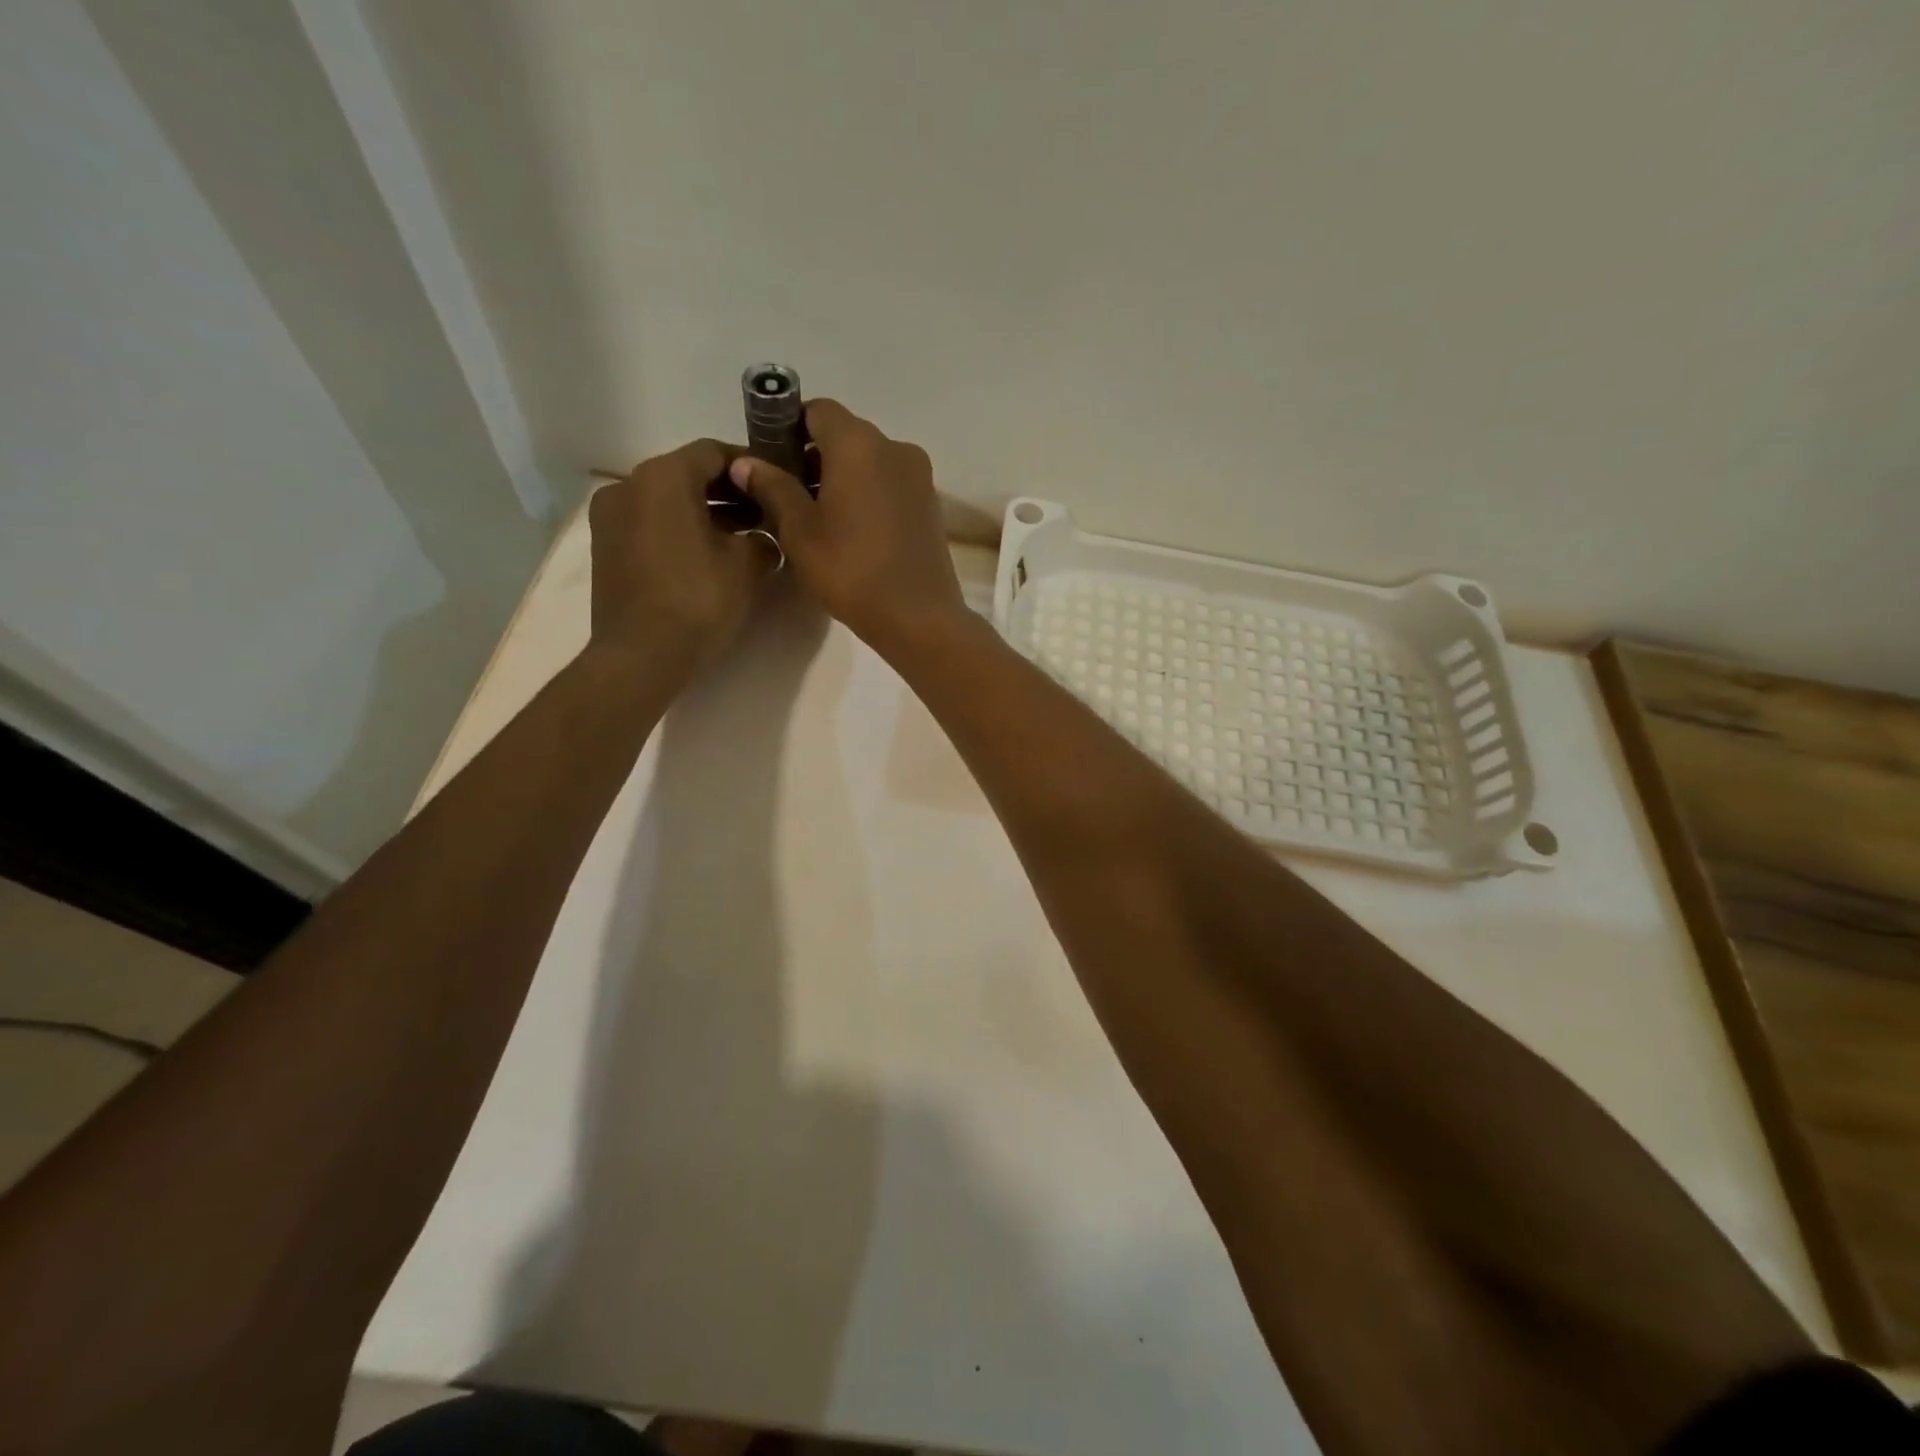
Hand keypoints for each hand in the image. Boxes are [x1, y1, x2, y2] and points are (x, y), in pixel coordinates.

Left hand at [588, 439, 774, 668]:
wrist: (641, 656)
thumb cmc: (698, 600)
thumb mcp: (747, 565)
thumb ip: (763, 538)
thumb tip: (764, 539)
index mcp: (663, 476)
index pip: (713, 452)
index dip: (750, 466)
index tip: (776, 484)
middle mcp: (629, 485)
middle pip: (688, 475)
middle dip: (729, 492)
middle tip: (766, 514)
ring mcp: (611, 517)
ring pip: (668, 501)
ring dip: (706, 513)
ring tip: (743, 539)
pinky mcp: (607, 548)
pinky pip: (651, 524)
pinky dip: (681, 530)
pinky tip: (710, 556)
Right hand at [728, 400, 965, 649]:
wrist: (918, 617)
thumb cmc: (850, 570)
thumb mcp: (800, 531)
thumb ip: (772, 488)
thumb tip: (746, 462)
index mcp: (859, 443)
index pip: (817, 410)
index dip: (788, 427)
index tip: (770, 459)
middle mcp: (895, 447)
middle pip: (845, 435)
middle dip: (813, 456)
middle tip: (787, 495)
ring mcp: (919, 477)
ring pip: (869, 461)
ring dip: (841, 478)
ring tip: (817, 518)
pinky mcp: (930, 505)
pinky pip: (890, 484)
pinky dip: (867, 494)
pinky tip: (851, 531)